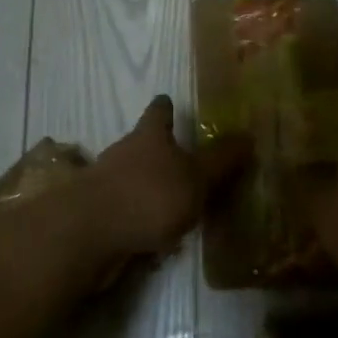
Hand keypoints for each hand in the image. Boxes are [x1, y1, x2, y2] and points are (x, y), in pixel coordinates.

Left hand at [80, 96, 247, 286]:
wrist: (89, 234)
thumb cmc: (150, 195)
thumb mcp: (197, 178)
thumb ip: (222, 160)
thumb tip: (248, 135)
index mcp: (149, 136)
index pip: (158, 111)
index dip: (165, 107)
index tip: (169, 102)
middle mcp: (123, 152)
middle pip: (141, 144)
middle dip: (159, 152)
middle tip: (184, 163)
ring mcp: (103, 183)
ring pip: (130, 178)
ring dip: (148, 188)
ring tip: (173, 207)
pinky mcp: (94, 213)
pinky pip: (122, 210)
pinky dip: (135, 217)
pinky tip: (152, 236)